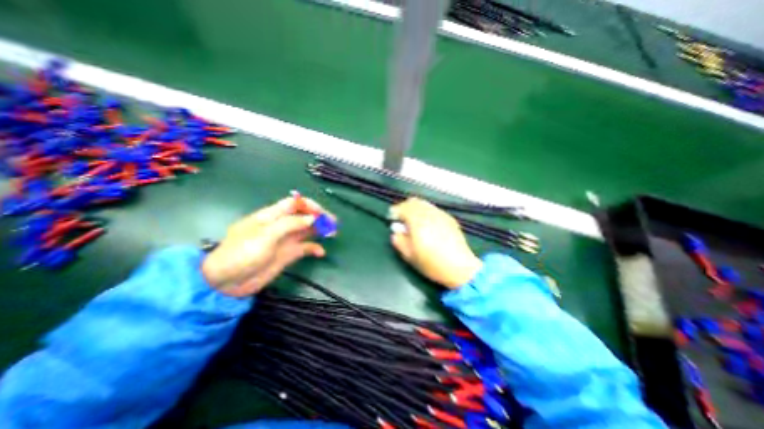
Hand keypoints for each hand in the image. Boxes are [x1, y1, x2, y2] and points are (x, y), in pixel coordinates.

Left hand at [201, 197, 332, 296]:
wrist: (227, 283)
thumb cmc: (242, 253)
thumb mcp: (265, 235)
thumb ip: (290, 224)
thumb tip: (312, 218)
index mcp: (272, 215)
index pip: (294, 203)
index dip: (309, 205)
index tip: (321, 214)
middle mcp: (281, 225)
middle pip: (304, 216)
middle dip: (319, 217)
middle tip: (333, 224)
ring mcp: (285, 240)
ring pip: (307, 230)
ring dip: (320, 230)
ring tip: (332, 234)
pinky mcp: (288, 254)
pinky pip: (305, 248)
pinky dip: (314, 248)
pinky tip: (320, 253)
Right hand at [390, 198, 479, 287]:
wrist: (460, 267)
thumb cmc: (431, 263)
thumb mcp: (409, 255)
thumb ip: (398, 240)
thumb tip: (396, 231)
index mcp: (417, 221)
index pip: (403, 207)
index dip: (395, 211)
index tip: (392, 219)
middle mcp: (429, 213)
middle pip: (414, 201)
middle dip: (405, 207)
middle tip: (402, 219)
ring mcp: (441, 214)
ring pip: (424, 204)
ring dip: (416, 209)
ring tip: (414, 221)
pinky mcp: (449, 218)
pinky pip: (433, 209)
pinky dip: (426, 212)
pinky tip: (428, 224)